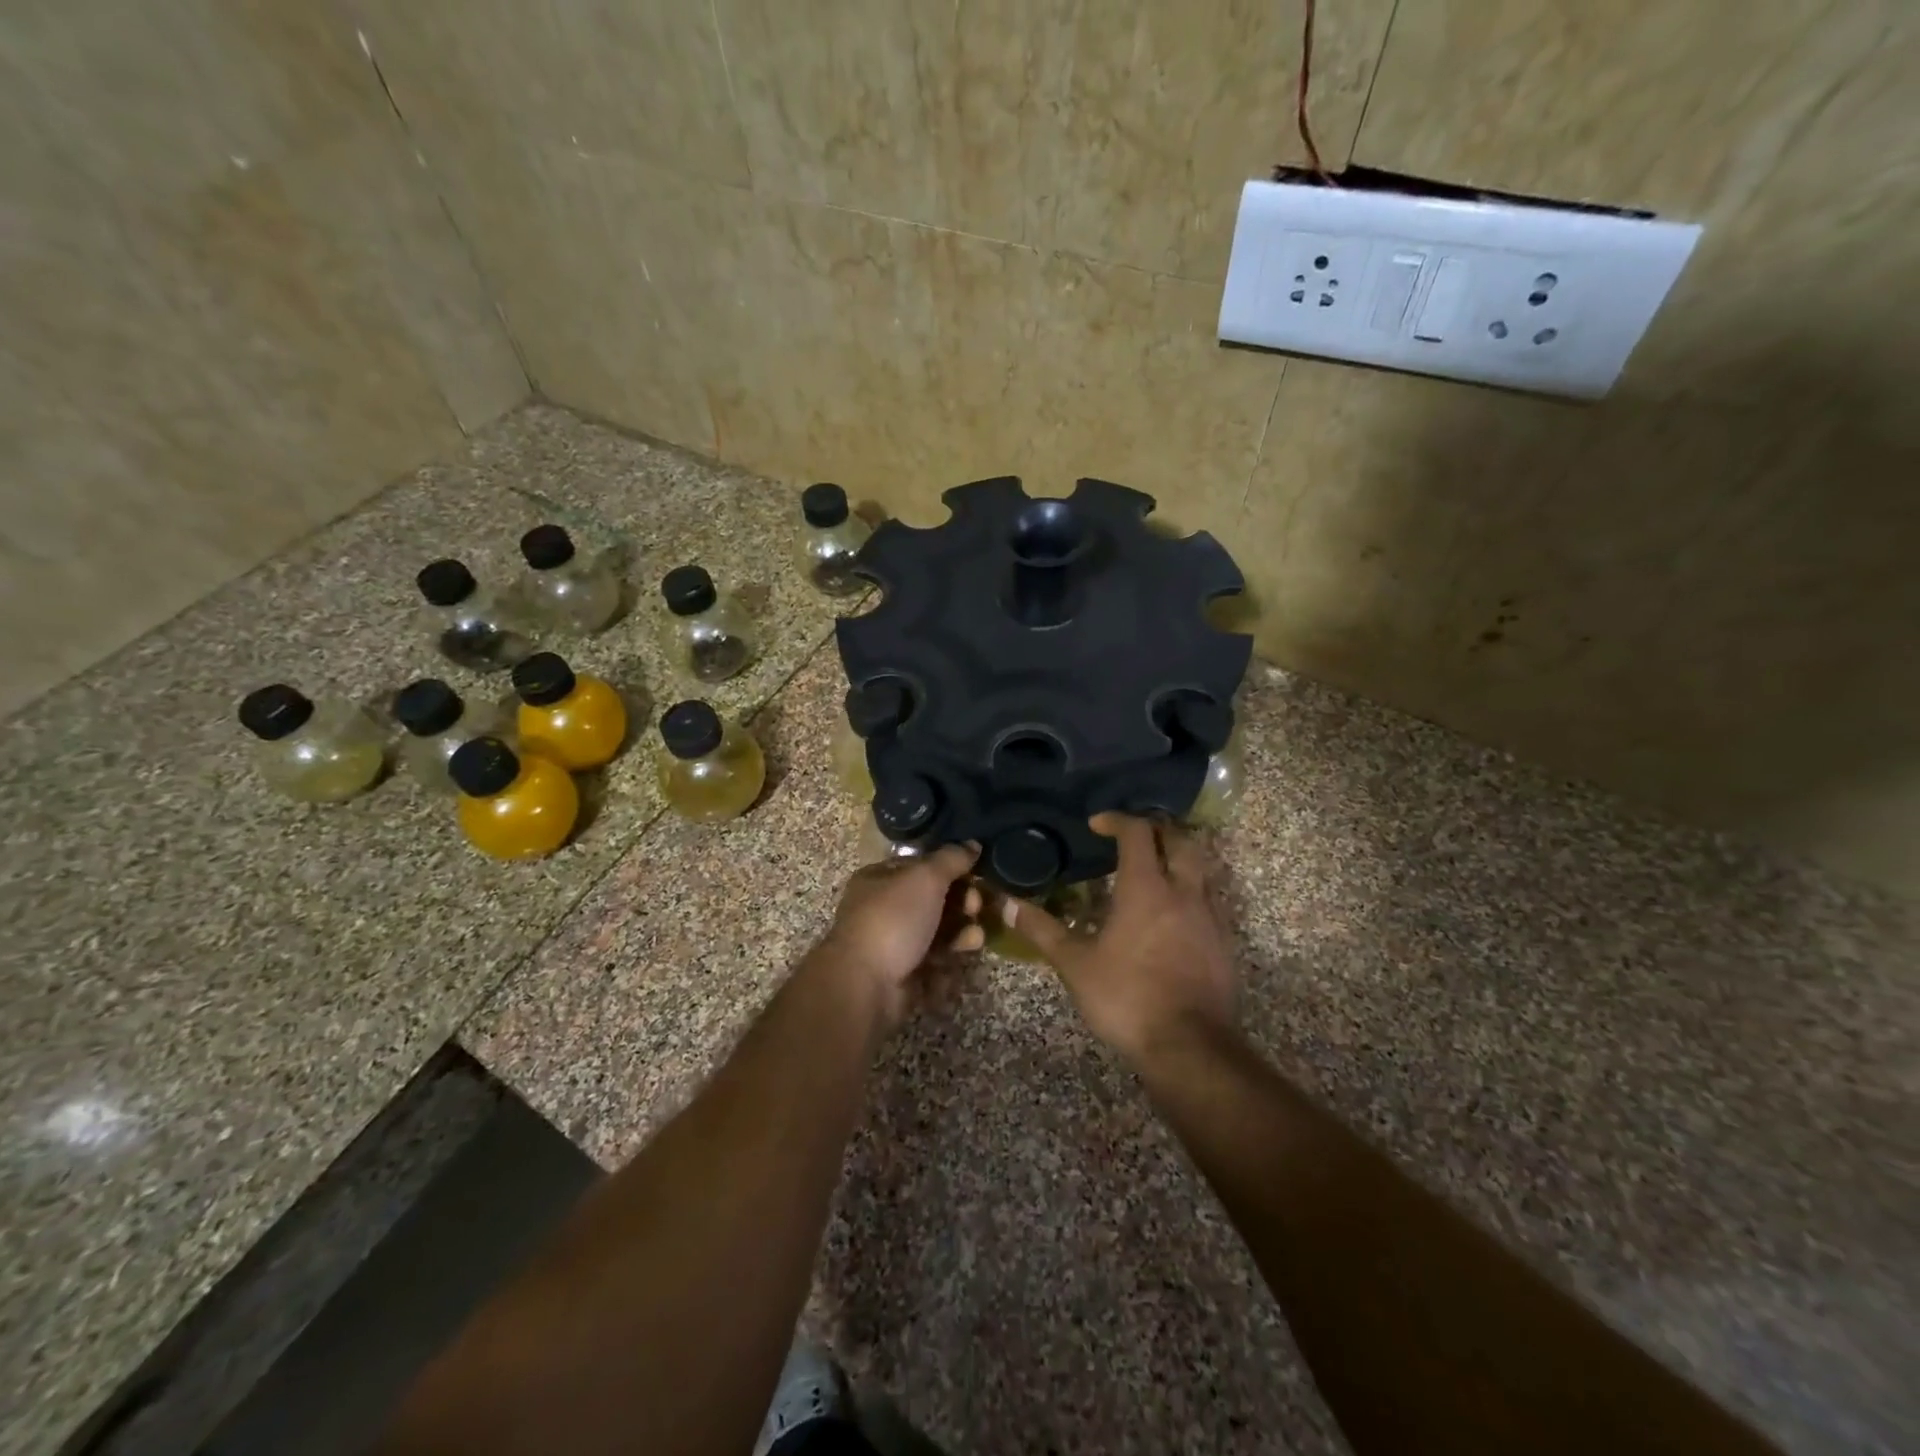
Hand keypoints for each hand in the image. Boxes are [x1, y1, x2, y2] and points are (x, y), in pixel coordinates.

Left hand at [815, 844, 983, 1025]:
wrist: (866, 984)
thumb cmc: (893, 919)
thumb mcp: (925, 878)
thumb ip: (952, 859)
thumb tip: (973, 844)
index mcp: (880, 879)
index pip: (922, 866)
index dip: (951, 868)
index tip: (976, 873)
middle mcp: (884, 909)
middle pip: (933, 900)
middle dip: (961, 902)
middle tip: (976, 907)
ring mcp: (893, 944)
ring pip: (937, 932)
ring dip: (961, 932)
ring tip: (974, 938)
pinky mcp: (904, 974)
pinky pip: (935, 962)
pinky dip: (950, 960)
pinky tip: (963, 957)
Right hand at [1008, 814, 1235, 1066]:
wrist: (1190, 1047)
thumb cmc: (1127, 998)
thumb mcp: (1075, 964)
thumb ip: (1042, 930)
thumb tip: (1006, 904)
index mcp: (1146, 888)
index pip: (1137, 832)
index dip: (1117, 820)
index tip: (1097, 824)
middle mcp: (1183, 892)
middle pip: (1179, 839)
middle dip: (1156, 829)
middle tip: (1132, 837)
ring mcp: (1209, 916)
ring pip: (1199, 868)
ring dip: (1176, 858)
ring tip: (1152, 870)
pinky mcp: (1223, 942)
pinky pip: (1208, 900)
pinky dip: (1189, 891)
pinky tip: (1172, 914)